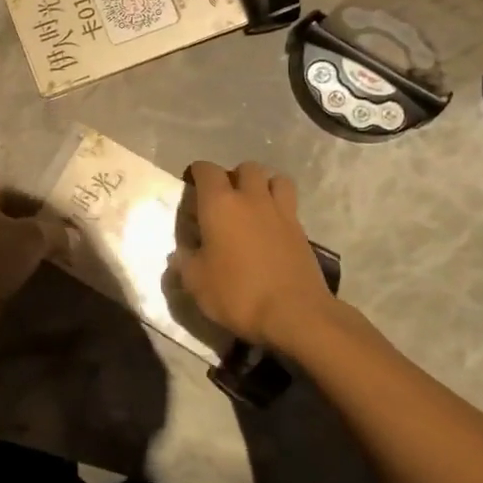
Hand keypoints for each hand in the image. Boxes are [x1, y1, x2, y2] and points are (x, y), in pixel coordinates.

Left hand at [0, 184, 68, 348]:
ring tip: (49, 258)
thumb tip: (74, 235)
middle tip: (58, 238)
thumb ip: (56, 231)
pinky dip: (9, 268)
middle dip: (29, 228)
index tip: (61, 220)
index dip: (39, 206)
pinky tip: (29, 275)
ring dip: (19, 250)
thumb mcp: (34, 237)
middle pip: (3, 217)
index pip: (12, 192)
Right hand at [171, 161, 339, 351]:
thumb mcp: (196, 283)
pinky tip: (271, 229)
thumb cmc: (238, 293)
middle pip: (246, 168)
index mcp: (220, 204)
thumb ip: (185, 262)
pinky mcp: (302, 231)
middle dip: (234, 176)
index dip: (197, 172)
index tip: (191, 184)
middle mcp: (251, 198)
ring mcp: (281, 212)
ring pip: (276, 179)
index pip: (206, 170)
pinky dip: (280, 208)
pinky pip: (290, 205)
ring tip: (254, 204)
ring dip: (264, 185)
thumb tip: (180, 253)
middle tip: (225, 197)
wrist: (295, 314)